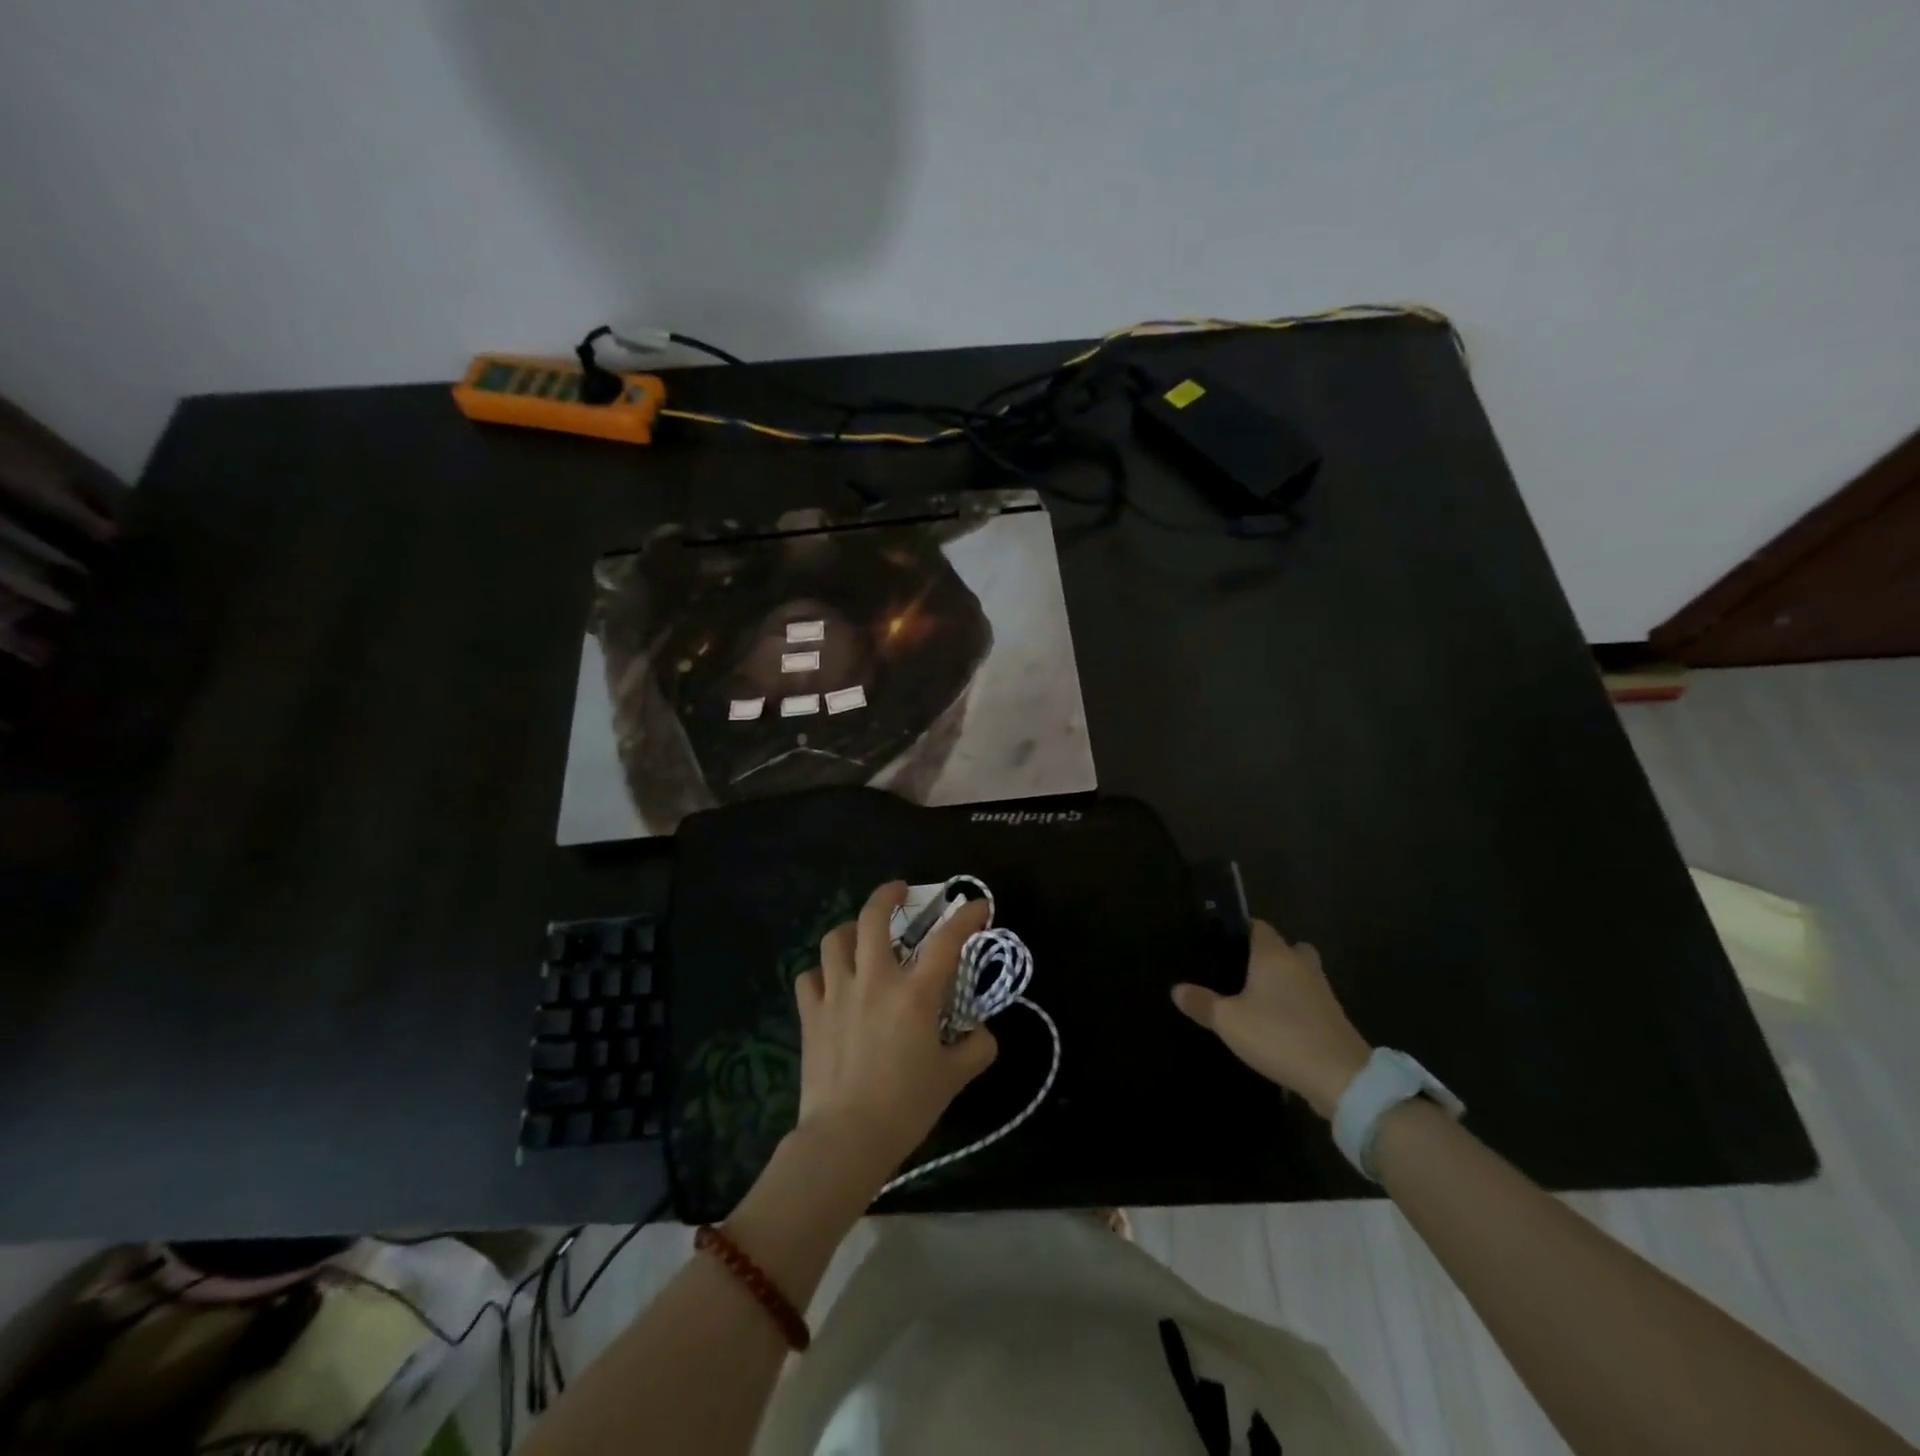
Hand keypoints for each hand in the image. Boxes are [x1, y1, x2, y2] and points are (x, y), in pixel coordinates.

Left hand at [793, 882, 997, 1185]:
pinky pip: (809, 977)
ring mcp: (837, 994)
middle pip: (873, 918)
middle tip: (901, 892)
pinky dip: (821, 972)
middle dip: (888, 895)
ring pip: (834, 939)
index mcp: (915, 994)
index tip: (978, 905)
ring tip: (860, 934)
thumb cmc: (906, 1106)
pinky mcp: (810, 1014)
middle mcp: (875, 980)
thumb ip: (977, 1048)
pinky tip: (832, 982)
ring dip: (850, 930)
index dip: (966, 916)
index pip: (947, 940)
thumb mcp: (954, 1079)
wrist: (846, 1138)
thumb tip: (983, 1032)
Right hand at [1172, 922, 1372, 1118]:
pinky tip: (1279, 1023)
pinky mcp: (1334, 1016)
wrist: (1340, 1077)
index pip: (1259, 926)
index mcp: (1274, 955)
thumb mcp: (1229, 1021)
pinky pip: (1310, 999)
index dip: (1242, 930)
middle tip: (1244, 972)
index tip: (1223, 943)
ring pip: (1301, 974)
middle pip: (1287, 947)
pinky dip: (1297, 1005)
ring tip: (1258, 1000)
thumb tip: (1176, 989)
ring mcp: (1322, 990)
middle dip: (1269, 956)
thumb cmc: (1279, 1035)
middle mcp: (1301, 965)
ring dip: (1285, 982)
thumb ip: (1202, 1003)